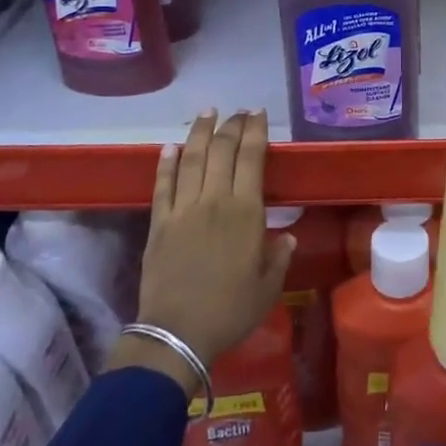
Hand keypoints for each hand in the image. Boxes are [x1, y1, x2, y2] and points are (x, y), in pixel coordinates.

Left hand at [110, 110, 293, 394]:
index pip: (251, 158)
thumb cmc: (231, 311)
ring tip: (207, 112)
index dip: (255, 131)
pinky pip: (162, 185)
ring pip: (191, 159)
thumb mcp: (268, 287)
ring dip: (199, 132)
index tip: (258, 114)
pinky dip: (166, 162)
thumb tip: (287, 237)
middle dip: (231, 126)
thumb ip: (278, 257)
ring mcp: (183, 209)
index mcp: (246, 212)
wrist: (178, 333)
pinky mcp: (158, 223)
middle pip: (221, 151)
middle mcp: (214, 201)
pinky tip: (170, 146)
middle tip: (238, 112)